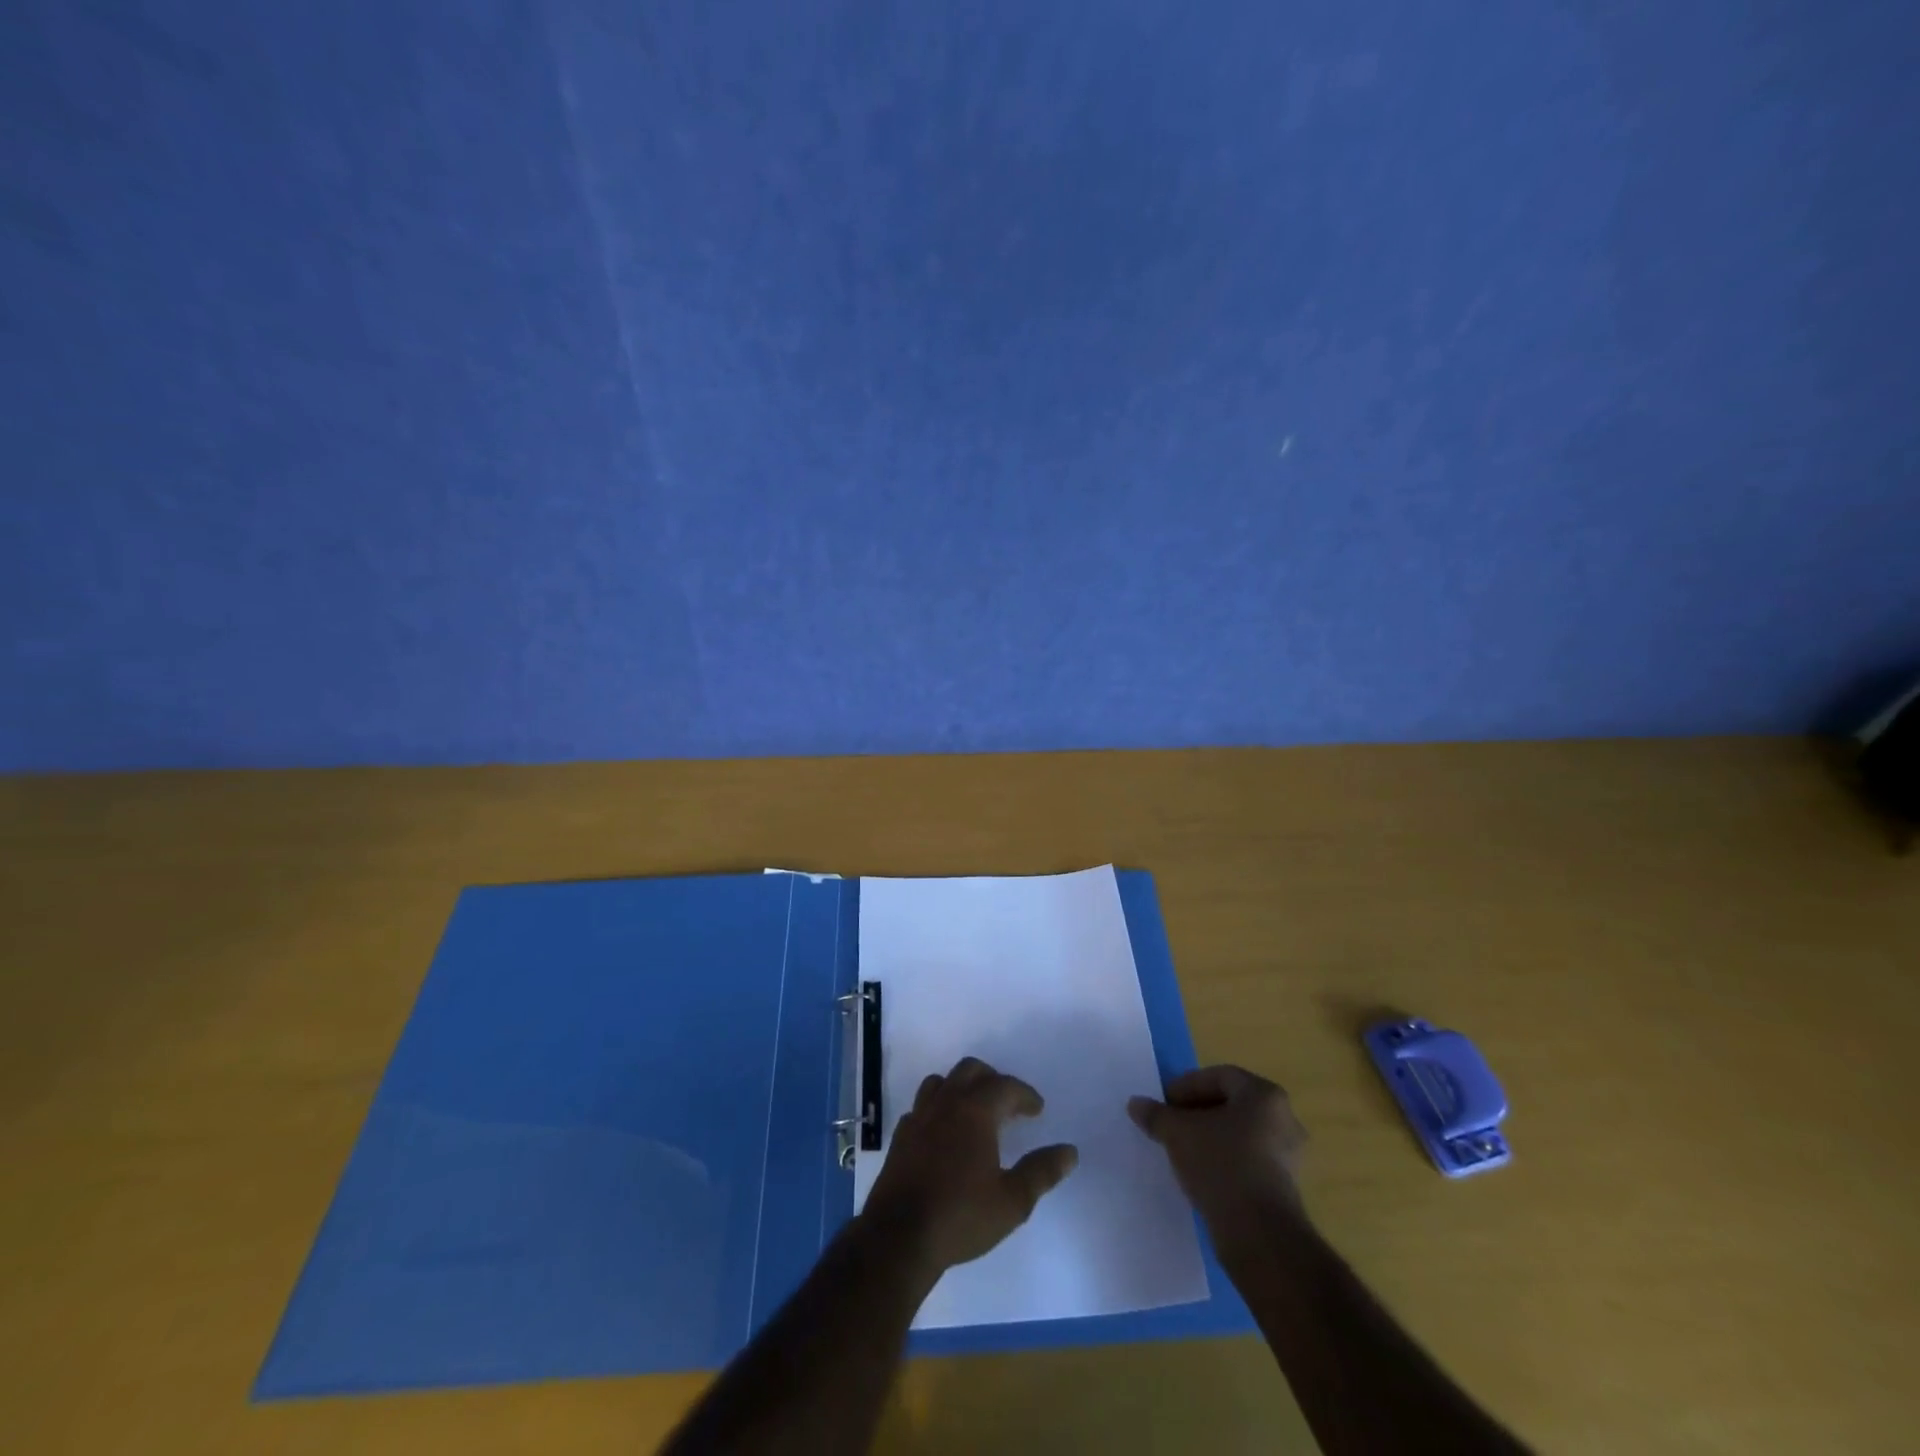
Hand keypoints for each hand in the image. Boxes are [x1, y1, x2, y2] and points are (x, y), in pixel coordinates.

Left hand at [861, 1056, 1078, 1277]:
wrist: (899, 1237)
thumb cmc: (961, 1216)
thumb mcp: (1012, 1201)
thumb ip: (1041, 1172)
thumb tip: (1069, 1152)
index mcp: (975, 1111)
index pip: (1005, 1086)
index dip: (1025, 1094)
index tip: (1037, 1110)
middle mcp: (946, 1103)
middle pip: (971, 1070)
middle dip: (993, 1080)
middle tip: (1008, 1103)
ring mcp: (919, 1116)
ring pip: (942, 1081)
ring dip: (962, 1087)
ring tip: (976, 1111)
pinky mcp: (901, 1135)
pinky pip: (922, 1106)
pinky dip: (938, 1108)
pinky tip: (944, 1132)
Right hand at [1129, 1065, 1307, 1227]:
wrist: (1259, 1235)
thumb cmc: (1221, 1165)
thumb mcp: (1178, 1133)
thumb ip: (1157, 1115)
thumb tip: (1136, 1104)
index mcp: (1264, 1095)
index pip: (1219, 1076)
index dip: (1187, 1086)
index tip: (1164, 1102)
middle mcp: (1284, 1119)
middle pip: (1231, 1104)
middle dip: (1197, 1112)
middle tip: (1170, 1123)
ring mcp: (1288, 1156)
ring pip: (1240, 1134)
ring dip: (1210, 1138)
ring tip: (1182, 1150)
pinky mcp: (1285, 1188)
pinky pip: (1248, 1161)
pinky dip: (1224, 1161)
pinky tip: (1201, 1175)